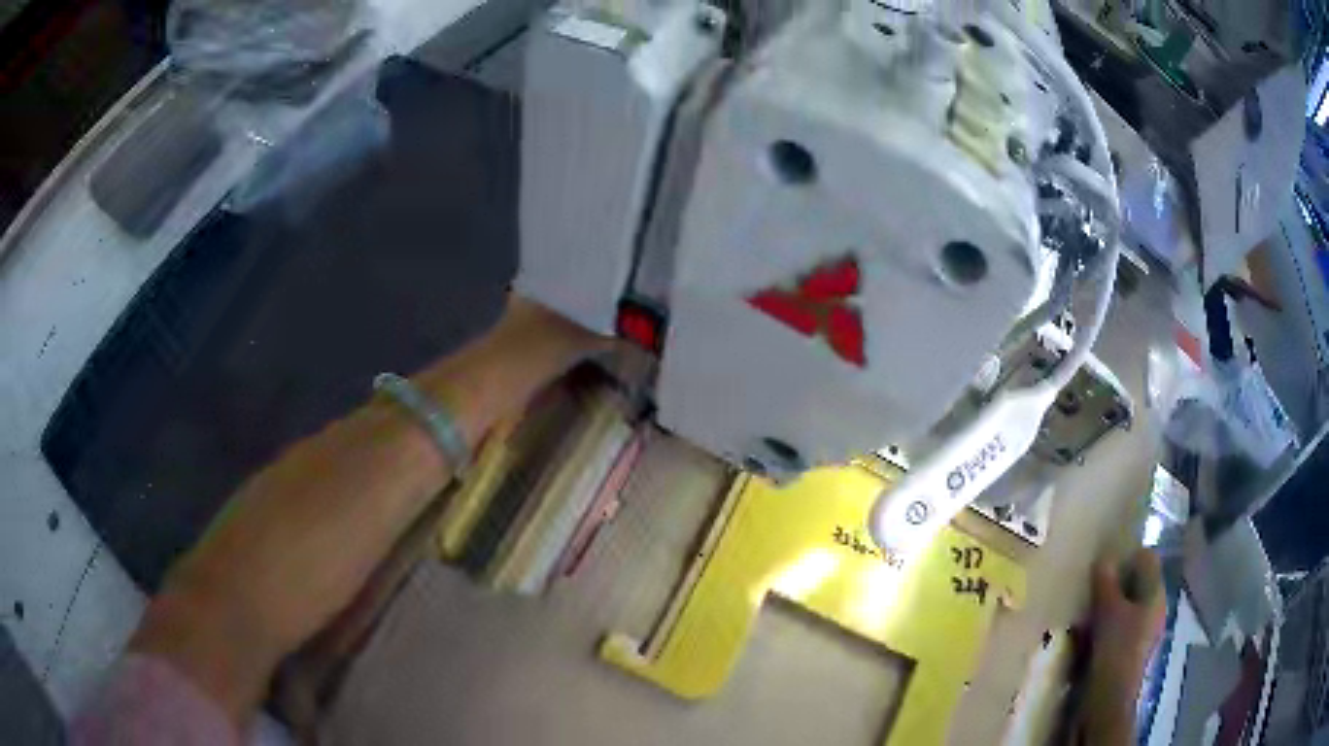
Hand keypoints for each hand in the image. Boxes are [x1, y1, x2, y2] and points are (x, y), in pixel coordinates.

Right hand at [1089, 548, 1165, 688]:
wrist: (1109, 702)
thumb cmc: (1115, 651)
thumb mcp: (1107, 612)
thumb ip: (1106, 583)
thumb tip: (1103, 557)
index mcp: (1156, 593)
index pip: (1146, 558)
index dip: (1126, 557)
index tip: (1103, 566)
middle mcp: (1154, 608)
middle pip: (1135, 584)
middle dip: (1113, 586)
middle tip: (1089, 591)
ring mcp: (1143, 632)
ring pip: (1124, 608)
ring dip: (1105, 609)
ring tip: (1083, 617)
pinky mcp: (1129, 652)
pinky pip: (1117, 630)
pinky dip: (1102, 629)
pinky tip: (1085, 639)